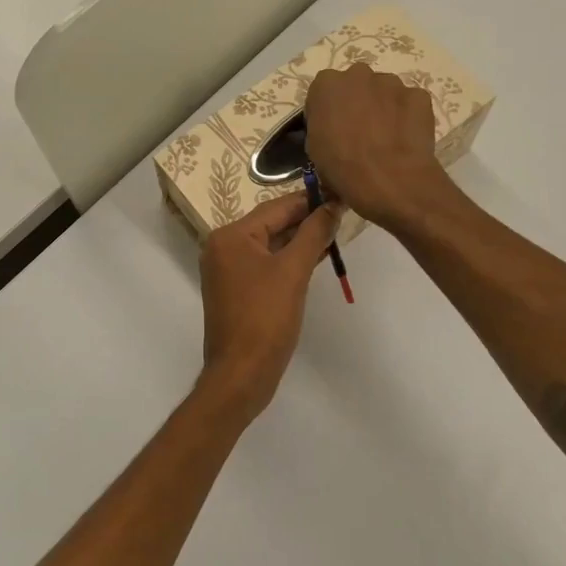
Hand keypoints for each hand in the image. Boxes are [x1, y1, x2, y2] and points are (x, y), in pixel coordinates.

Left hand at [197, 192, 340, 424]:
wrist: (241, 375)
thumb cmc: (266, 319)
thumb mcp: (294, 272)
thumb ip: (314, 234)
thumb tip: (332, 206)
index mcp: (230, 236)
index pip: (275, 207)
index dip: (309, 199)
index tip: (339, 191)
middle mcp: (223, 247)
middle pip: (271, 224)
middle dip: (306, 219)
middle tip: (343, 210)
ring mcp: (228, 270)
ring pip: (270, 244)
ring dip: (300, 239)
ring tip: (336, 230)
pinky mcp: (237, 290)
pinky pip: (266, 264)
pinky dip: (289, 259)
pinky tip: (317, 255)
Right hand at [305, 62, 452, 229]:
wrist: (389, 179)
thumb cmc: (342, 165)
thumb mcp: (315, 147)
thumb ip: (322, 125)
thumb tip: (334, 130)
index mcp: (326, 84)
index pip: (324, 92)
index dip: (329, 111)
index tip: (332, 130)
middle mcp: (358, 74)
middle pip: (356, 85)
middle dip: (358, 102)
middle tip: (360, 130)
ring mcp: (391, 82)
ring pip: (385, 91)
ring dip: (384, 107)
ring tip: (386, 137)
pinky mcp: (418, 95)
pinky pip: (410, 103)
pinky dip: (408, 116)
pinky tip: (405, 138)